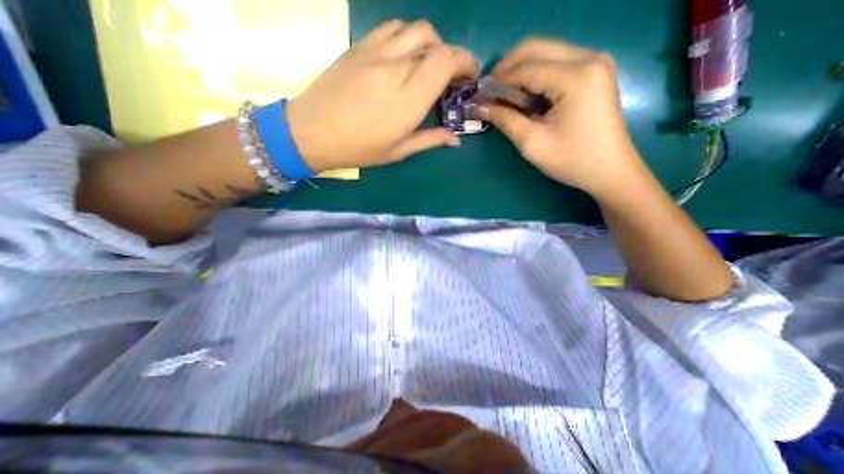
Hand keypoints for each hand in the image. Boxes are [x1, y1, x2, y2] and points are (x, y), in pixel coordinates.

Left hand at [287, 21, 476, 172]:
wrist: (312, 131)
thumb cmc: (359, 148)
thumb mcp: (398, 151)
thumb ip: (430, 140)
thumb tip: (455, 139)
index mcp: (408, 100)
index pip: (445, 61)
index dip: (464, 62)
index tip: (469, 76)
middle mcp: (396, 68)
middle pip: (435, 42)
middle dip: (452, 55)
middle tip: (452, 76)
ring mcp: (375, 52)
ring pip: (416, 29)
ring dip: (431, 43)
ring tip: (429, 64)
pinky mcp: (360, 46)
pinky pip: (392, 28)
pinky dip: (408, 37)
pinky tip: (405, 56)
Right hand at [480, 37, 648, 197]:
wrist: (610, 170)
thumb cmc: (572, 160)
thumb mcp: (532, 143)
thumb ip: (505, 120)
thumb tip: (481, 107)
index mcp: (575, 77)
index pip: (526, 69)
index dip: (498, 81)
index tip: (479, 95)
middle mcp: (589, 58)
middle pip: (536, 47)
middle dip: (507, 68)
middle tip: (490, 91)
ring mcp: (595, 62)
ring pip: (546, 51)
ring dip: (520, 70)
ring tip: (504, 95)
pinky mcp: (595, 71)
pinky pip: (557, 62)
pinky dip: (536, 74)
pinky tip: (525, 94)